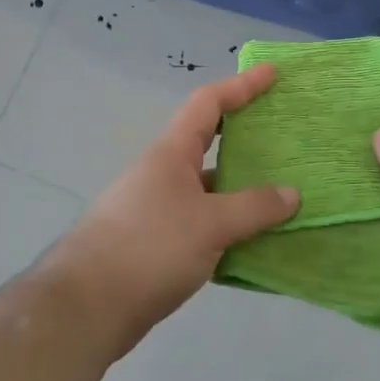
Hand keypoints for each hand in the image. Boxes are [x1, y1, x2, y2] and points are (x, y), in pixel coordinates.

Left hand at [45, 65, 298, 356]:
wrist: (88, 306)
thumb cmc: (149, 248)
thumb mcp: (210, 224)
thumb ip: (254, 207)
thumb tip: (292, 194)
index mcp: (172, 154)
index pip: (209, 104)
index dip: (242, 86)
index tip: (273, 74)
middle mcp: (163, 174)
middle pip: (210, 144)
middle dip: (247, 138)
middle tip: (286, 138)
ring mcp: (158, 209)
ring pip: (209, 189)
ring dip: (242, 189)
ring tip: (284, 194)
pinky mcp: (157, 243)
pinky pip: (203, 223)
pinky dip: (229, 226)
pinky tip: (255, 241)